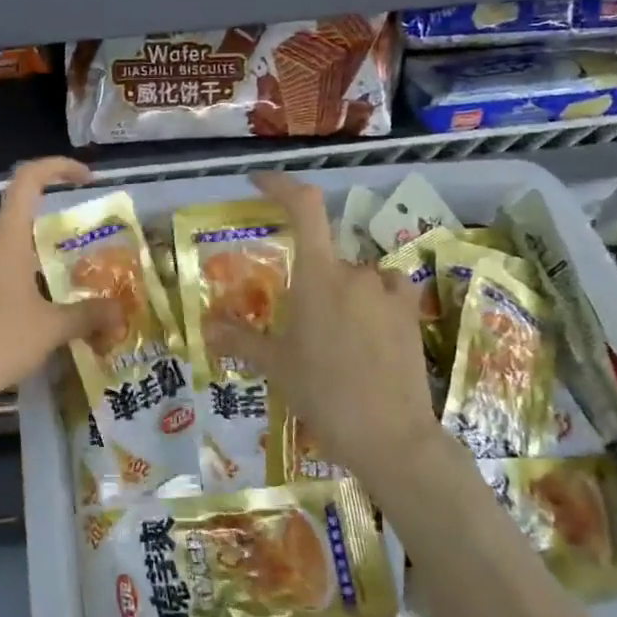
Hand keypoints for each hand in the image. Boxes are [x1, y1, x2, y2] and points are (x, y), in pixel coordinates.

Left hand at [0, 157, 112, 421]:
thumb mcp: (51, 329)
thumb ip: (89, 315)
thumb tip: (121, 312)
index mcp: (5, 238)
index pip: (28, 179)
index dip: (58, 168)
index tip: (86, 179)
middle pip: (22, 220)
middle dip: (55, 234)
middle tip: (85, 259)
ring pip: (7, 250)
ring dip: (36, 263)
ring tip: (63, 293)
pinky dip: (15, 281)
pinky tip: (30, 315)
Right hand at [206, 172, 442, 475]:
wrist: (389, 435)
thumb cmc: (322, 392)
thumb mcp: (275, 366)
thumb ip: (240, 339)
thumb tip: (206, 328)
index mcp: (317, 276)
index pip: (303, 208)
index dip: (282, 185)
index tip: (259, 181)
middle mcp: (355, 272)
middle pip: (326, 256)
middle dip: (310, 281)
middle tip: (299, 324)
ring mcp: (388, 291)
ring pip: (355, 278)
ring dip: (341, 294)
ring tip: (333, 340)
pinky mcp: (410, 312)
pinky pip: (385, 292)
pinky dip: (372, 303)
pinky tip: (367, 336)